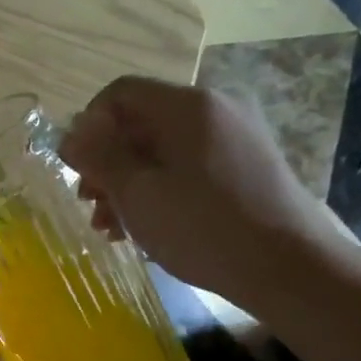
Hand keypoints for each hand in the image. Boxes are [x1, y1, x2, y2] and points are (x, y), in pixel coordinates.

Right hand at [59, 76, 350, 312]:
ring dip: (128, 183)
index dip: (88, 127)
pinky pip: (187, 166)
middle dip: (107, 163)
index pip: (120, 94)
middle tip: (90, 205)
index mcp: (187, 106)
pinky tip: (145, 227)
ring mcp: (234, 137)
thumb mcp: (137, 194)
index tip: (77, 170)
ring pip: (161, 149)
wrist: (289, 266)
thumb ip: (99, 159)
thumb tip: (70, 134)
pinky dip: (159, 189)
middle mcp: (214, 109)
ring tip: (112, 227)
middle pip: (140, 123)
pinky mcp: (245, 166)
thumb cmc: (203, 227)